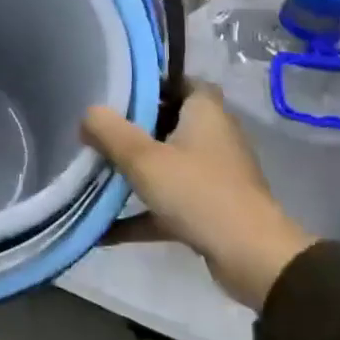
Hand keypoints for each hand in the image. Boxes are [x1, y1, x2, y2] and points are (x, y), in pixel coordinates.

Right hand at [83, 87, 315, 310]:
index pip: (183, 81)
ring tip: (96, 173)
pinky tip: (105, 230)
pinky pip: (169, 204)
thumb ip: (110, 132)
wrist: (251, 257)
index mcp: (206, 113)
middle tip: (99, 131)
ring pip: (169, 165)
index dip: (154, 82)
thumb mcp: (144, 159)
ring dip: (137, 173)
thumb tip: (88, 112)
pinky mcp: (211, 210)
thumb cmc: (199, 192)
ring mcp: (214, 176)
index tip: (120, 91)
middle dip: (135, 128)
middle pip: (171, 123)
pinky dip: (142, 214)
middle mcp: (214, 138)